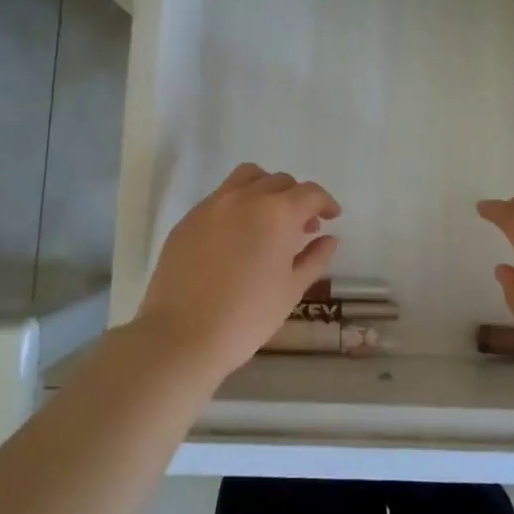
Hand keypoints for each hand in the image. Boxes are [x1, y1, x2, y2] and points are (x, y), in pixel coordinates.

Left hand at [136, 163, 340, 381]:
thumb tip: (329, 238)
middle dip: (297, 198)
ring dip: (265, 189)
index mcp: (277, 213)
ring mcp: (212, 205)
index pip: (310, 193)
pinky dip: (237, 204)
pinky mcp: (188, 219)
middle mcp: (245, 198)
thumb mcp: (291, 290)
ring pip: (246, 178)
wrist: (181, 335)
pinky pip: (220, 197)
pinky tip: (236, 235)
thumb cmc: (246, 317)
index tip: (332, 218)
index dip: (325, 203)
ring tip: (268, 218)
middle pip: (279, 181)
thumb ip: (314, 258)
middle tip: (302, 227)